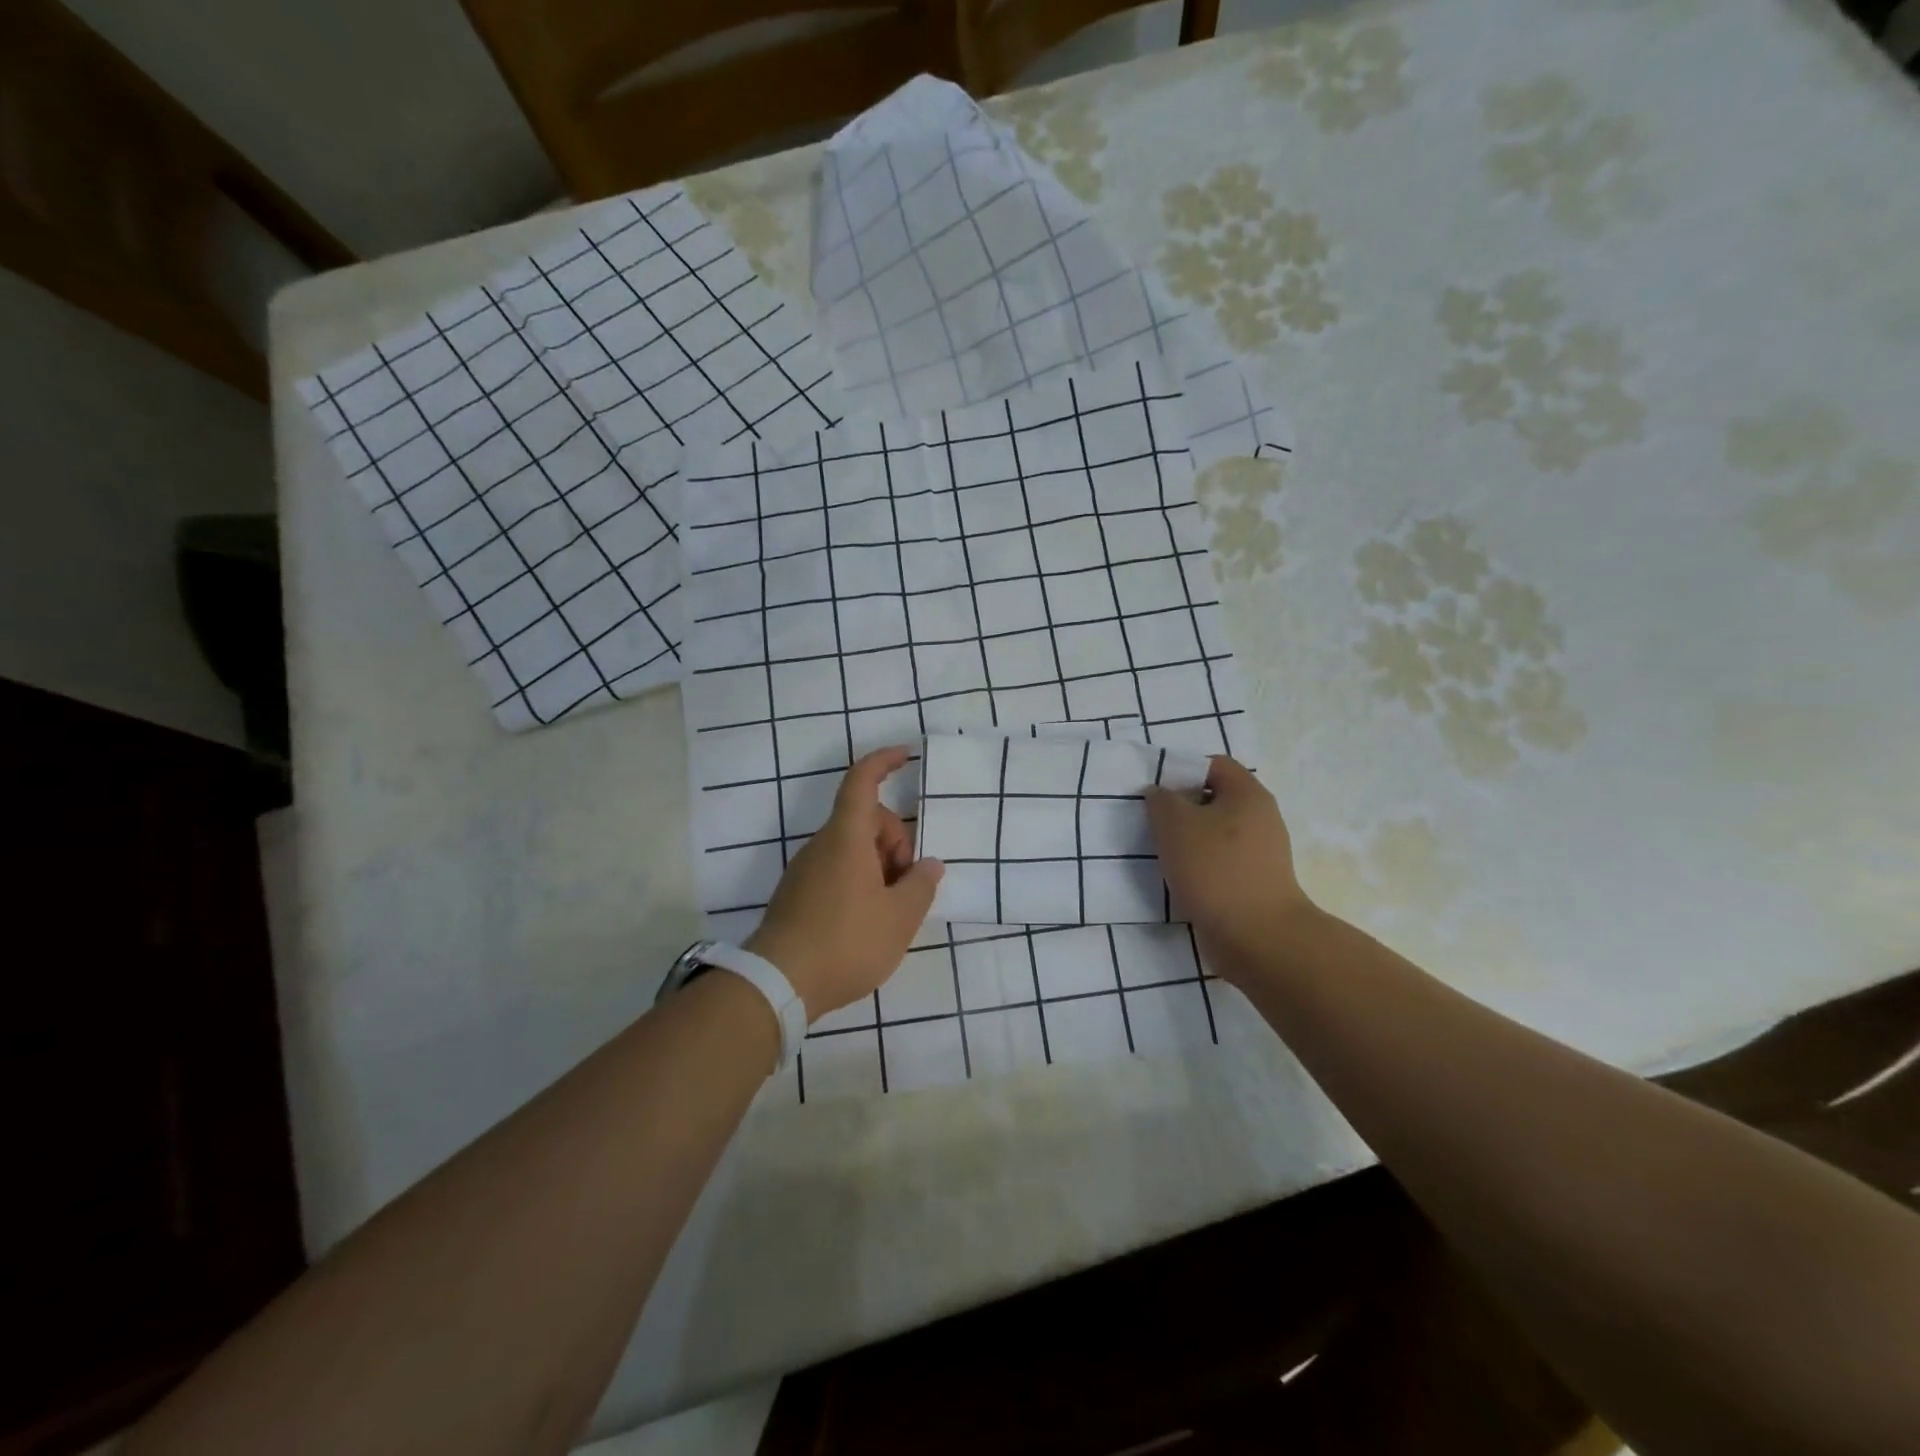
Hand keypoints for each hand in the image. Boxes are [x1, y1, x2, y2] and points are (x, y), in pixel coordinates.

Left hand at [745, 746, 943, 1020]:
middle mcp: (822, 845)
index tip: (906, 755)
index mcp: (846, 837)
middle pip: (865, 820)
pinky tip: (867, 922)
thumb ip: (921, 885)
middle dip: (894, 840)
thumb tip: (928, 865)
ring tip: (891, 911)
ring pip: (852, 849)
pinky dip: (859, 882)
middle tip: (908, 883)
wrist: (778, 984)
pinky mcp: (797, 895)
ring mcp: (805, 870)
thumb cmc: (846, 942)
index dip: (883, 762)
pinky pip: (836, 871)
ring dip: (879, 866)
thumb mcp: (899, 918)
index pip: (862, 781)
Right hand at [1145, 756, 1316, 977]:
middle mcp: (1261, 817)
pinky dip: (1200, 865)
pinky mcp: (1256, 882)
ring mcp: (1262, 852)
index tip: (1154, 792)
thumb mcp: (1175, 824)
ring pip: (1216, 832)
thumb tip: (1161, 795)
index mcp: (1248, 794)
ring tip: (1161, 852)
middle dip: (1181, 808)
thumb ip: (1161, 800)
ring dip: (1188, 839)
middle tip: (1152, 822)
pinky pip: (1221, 861)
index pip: (1212, 764)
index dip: (1180, 771)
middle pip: (1214, 799)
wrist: (1257, 936)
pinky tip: (1181, 878)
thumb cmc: (1215, 869)